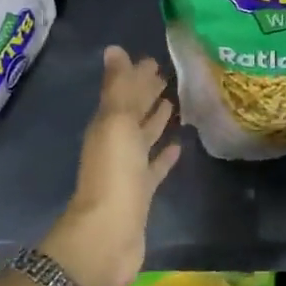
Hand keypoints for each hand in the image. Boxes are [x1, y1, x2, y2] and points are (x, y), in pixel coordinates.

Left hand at [41, 46, 180, 285]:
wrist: (108, 236)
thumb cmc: (114, 173)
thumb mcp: (117, 123)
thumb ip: (120, 88)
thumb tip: (115, 49)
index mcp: (107, 125)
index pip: (124, 92)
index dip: (137, 75)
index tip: (156, 59)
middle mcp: (115, 144)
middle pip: (133, 112)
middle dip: (147, 93)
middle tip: (169, 75)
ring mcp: (128, 170)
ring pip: (144, 137)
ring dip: (156, 121)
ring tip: (176, 103)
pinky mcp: (142, 193)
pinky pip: (155, 167)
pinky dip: (164, 155)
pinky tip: (179, 146)